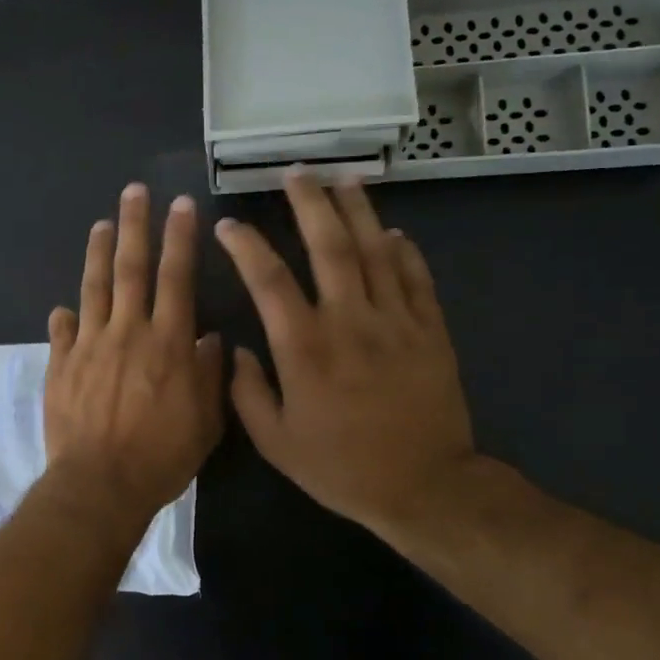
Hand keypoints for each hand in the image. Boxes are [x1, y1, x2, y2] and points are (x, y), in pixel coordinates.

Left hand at [45, 183, 224, 525]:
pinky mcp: (60, 365)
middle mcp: (127, 332)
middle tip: (134, 192)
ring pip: (93, 288)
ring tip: (101, 224)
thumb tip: (207, 338)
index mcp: (167, 342)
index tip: (180, 205)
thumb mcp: (205, 421)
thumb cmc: (161, 456)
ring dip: (98, 253)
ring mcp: (89, 345)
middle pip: (131, 268)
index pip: (176, 278)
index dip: (179, 239)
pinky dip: (64, 317)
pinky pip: (62, 332)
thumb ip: (208, 375)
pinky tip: (63, 307)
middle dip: (135, 226)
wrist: (100, 483)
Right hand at [214, 171, 477, 546]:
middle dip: (310, 204)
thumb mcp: (276, 442)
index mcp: (305, 348)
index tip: (229, 226)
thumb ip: (247, 393)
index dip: (246, 247)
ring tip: (343, 180)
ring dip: (357, 211)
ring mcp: (396, 322)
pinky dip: (403, 251)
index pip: (269, 281)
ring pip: (376, 251)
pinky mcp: (430, 331)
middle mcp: (349, 322)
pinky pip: (416, 278)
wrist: (425, 487)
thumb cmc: (341, 467)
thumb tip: (240, 350)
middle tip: (296, 173)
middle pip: (330, 247)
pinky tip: (391, 231)